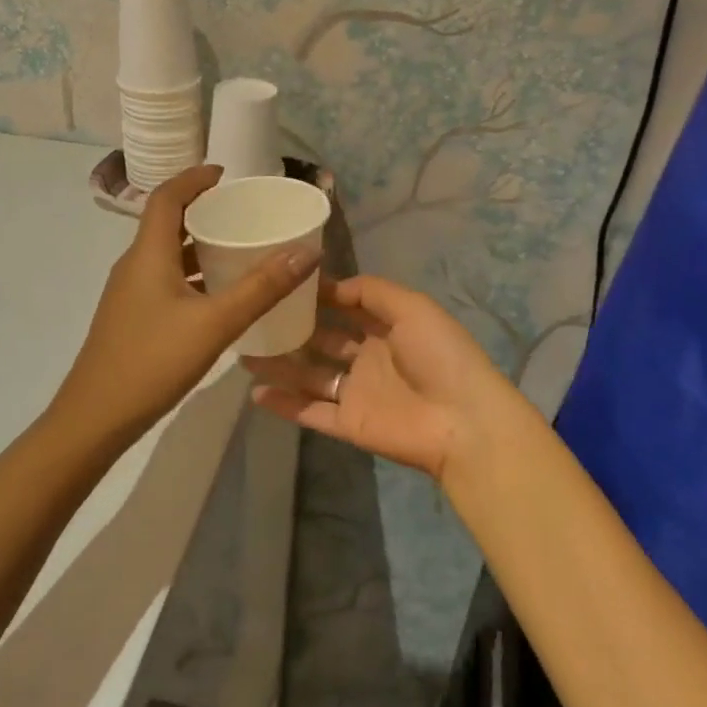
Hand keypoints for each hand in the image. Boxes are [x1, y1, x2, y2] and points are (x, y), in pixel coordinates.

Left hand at [53, 166, 319, 447]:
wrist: (96, 417)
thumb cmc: (153, 362)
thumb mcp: (214, 323)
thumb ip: (261, 288)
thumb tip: (306, 251)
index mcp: (148, 254)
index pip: (167, 197)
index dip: (194, 178)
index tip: (225, 173)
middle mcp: (135, 265)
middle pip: (167, 223)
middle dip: (203, 210)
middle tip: (243, 212)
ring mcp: (130, 293)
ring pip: (167, 255)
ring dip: (199, 245)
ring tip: (239, 248)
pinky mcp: (133, 317)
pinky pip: (166, 280)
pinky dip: (193, 274)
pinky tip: (220, 296)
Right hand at [242, 275, 524, 484]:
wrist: (462, 421)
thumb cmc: (440, 356)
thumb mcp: (412, 307)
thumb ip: (372, 292)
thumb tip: (332, 285)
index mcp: (387, 329)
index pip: (346, 308)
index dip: (319, 296)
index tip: (284, 282)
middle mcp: (368, 359)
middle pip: (323, 341)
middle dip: (293, 328)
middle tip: (254, 315)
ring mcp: (357, 393)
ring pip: (309, 375)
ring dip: (280, 364)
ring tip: (243, 350)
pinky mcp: (348, 424)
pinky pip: (310, 412)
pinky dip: (284, 404)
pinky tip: (254, 391)